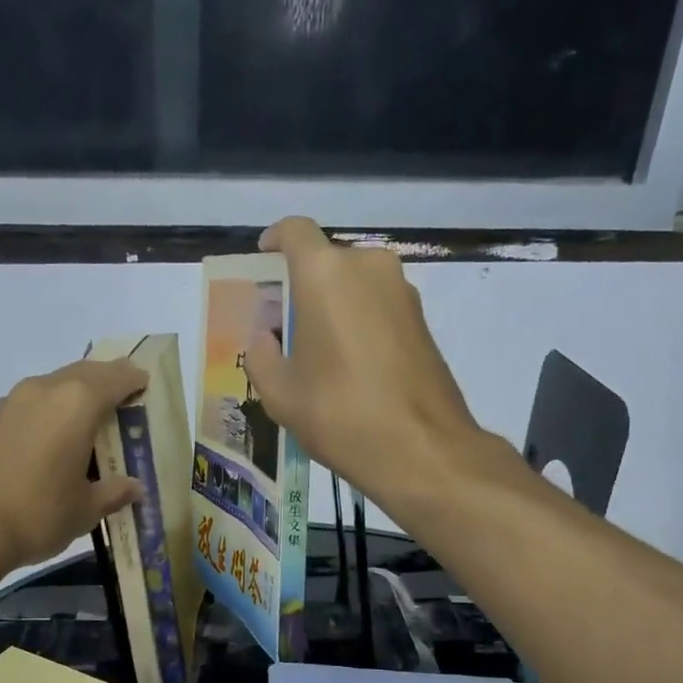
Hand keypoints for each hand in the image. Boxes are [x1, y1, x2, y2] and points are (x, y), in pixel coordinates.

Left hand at [0, 358, 149, 571]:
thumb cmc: (36, 516)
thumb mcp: (85, 511)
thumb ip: (113, 492)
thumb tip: (133, 487)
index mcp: (75, 405)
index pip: (115, 377)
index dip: (133, 379)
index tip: (143, 384)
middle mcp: (40, 391)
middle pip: (80, 374)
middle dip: (101, 382)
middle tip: (115, 400)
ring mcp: (3, 403)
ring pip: (44, 389)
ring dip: (64, 399)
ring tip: (73, 427)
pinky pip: (15, 409)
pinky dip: (33, 418)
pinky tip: (31, 447)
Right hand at [243, 217, 487, 507]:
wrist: (422, 449)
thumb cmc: (339, 414)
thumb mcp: (280, 394)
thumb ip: (261, 356)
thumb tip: (264, 340)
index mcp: (325, 274)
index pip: (294, 232)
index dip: (273, 242)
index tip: (263, 264)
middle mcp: (368, 267)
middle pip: (325, 262)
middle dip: (301, 287)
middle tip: (283, 327)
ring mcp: (403, 292)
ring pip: (354, 285)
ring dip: (332, 307)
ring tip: (316, 353)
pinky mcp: (422, 320)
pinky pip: (378, 307)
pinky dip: (358, 322)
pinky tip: (349, 366)